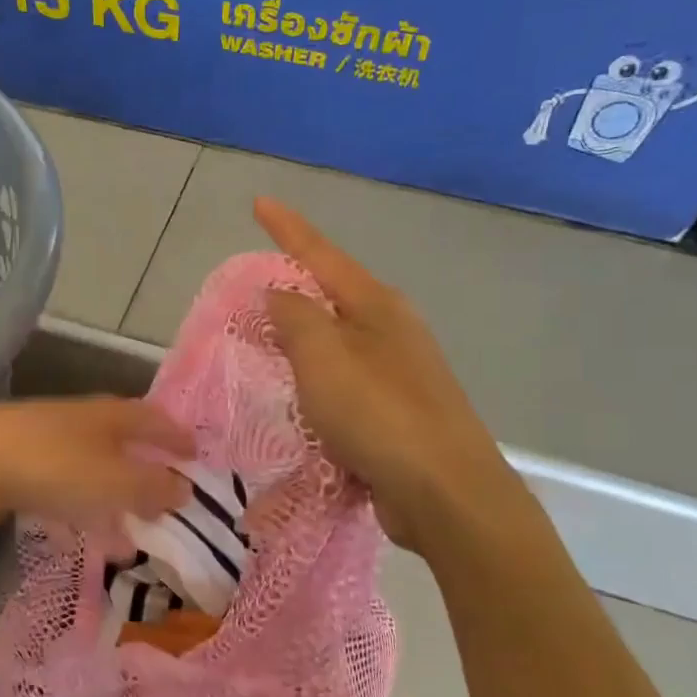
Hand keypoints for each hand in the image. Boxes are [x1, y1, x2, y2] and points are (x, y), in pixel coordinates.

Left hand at [0, 397, 195, 532]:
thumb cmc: (55, 467)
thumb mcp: (115, 482)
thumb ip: (154, 488)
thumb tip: (186, 490)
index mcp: (110, 416)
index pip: (154, 420)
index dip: (176, 438)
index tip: (195, 456)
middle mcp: (80, 419)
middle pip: (122, 443)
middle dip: (144, 473)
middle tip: (164, 501)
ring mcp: (45, 438)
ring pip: (90, 469)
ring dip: (111, 500)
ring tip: (127, 537)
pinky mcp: (16, 462)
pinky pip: (61, 487)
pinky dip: (77, 509)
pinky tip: (77, 536)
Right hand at [255, 198, 542, 550]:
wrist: (445, 492)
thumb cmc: (378, 413)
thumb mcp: (323, 356)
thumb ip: (294, 316)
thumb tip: (277, 292)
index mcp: (376, 305)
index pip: (321, 255)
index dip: (287, 228)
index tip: (259, 203)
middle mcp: (391, 331)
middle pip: (332, 297)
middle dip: (294, 289)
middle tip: (251, 291)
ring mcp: (398, 374)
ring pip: (335, 345)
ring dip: (301, 344)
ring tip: (265, 346)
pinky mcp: (396, 415)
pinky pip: (342, 387)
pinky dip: (315, 387)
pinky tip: (297, 402)